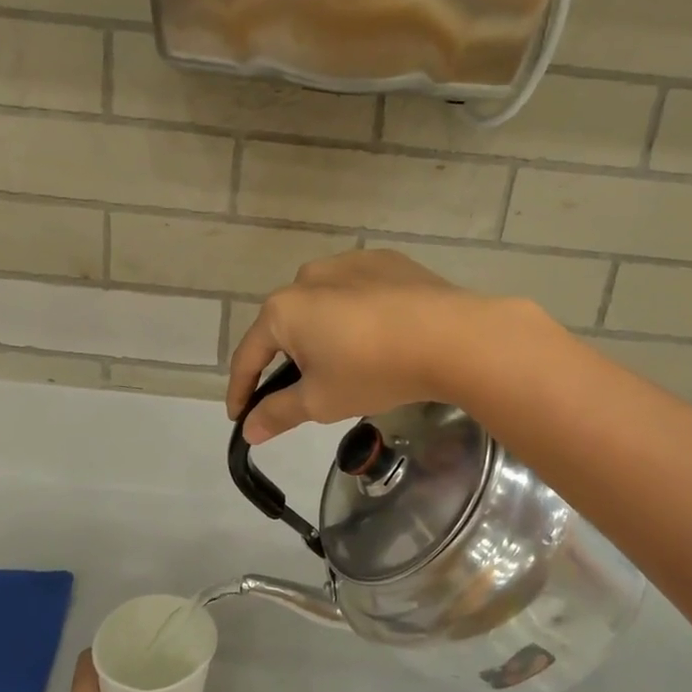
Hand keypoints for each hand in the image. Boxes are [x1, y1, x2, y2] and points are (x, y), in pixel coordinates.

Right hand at [227, 250, 519, 443]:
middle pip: (286, 327)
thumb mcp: (320, 401)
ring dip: (322, 334)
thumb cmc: (373, 370)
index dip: (241, 389)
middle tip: (303, 393)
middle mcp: (307, 277)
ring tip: (346, 363)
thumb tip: (249, 430)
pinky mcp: (384, 261)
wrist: (451, 337)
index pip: (250, 355)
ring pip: (321, 306)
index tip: (239, 416)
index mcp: (283, 309)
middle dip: (287, 361)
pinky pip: (355, 292)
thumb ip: (278, 413)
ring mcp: (348, 262)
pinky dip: (355, 315)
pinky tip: (377, 336)